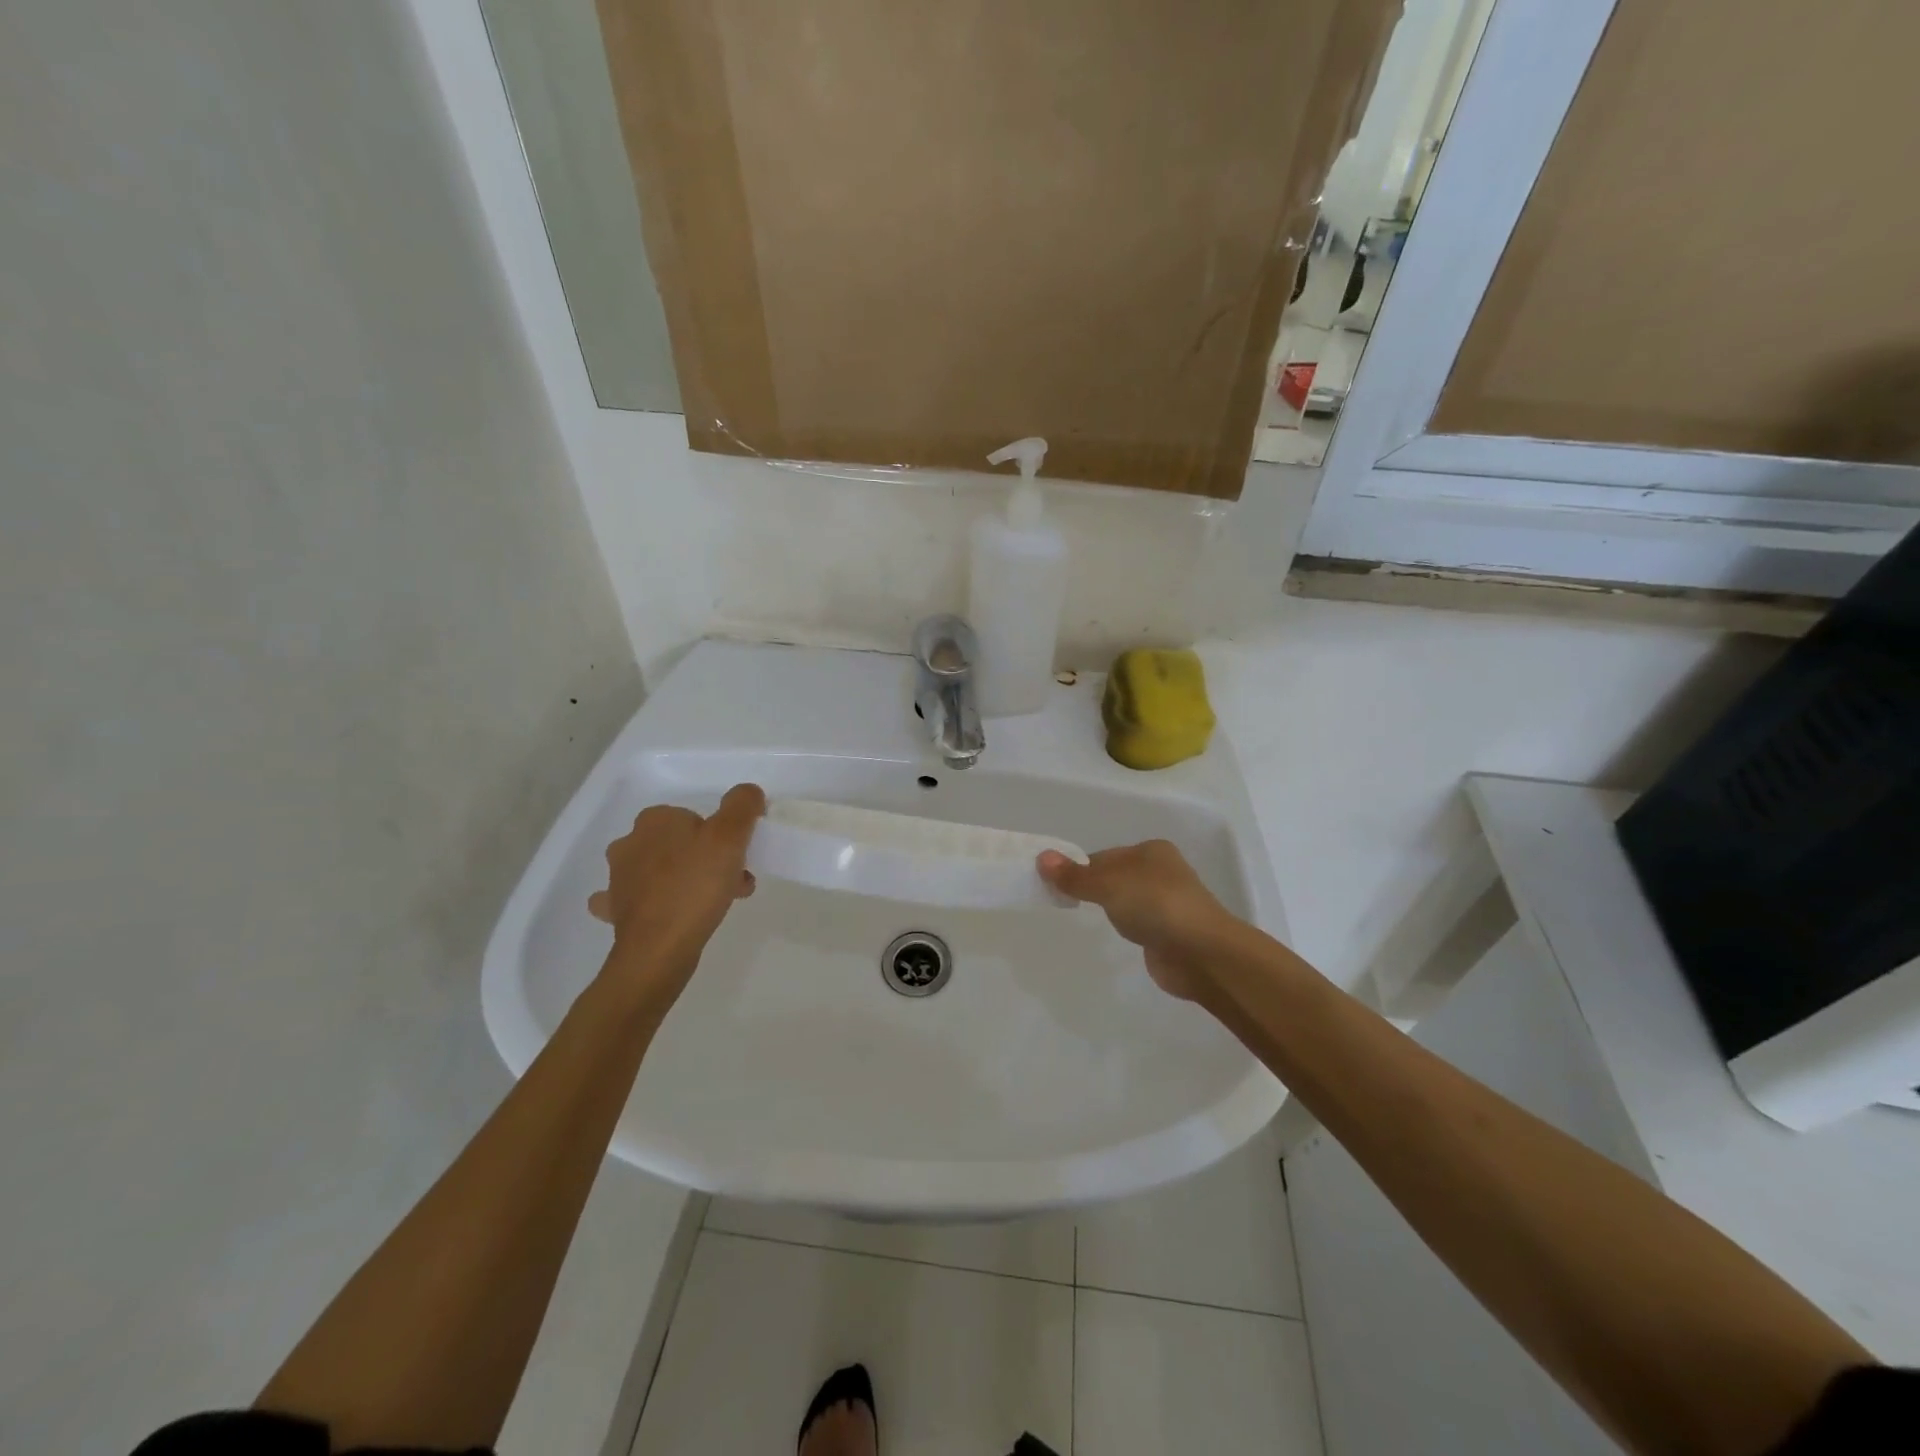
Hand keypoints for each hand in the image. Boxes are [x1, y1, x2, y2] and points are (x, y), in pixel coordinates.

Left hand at [588, 783, 764, 1010]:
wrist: (658, 948)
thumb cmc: (696, 886)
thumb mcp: (730, 837)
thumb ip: (742, 806)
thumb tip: (748, 793)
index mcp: (656, 820)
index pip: (695, 818)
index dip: (720, 836)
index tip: (737, 859)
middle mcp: (631, 842)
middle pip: (679, 843)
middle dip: (706, 859)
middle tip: (732, 883)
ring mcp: (618, 878)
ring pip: (660, 870)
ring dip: (685, 880)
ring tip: (713, 903)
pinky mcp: (616, 910)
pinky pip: (636, 898)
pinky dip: (652, 901)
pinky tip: (666, 912)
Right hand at [1037, 839, 1237, 1001]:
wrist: (1202, 953)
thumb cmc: (1155, 905)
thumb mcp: (1108, 885)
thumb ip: (1075, 876)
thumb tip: (1041, 858)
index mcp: (1152, 851)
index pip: (1105, 856)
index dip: (1080, 868)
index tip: (1054, 885)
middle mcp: (1162, 872)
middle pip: (1115, 876)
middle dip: (1093, 888)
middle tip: (1063, 902)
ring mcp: (1168, 903)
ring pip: (1127, 900)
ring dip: (1111, 908)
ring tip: (1087, 918)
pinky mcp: (1170, 932)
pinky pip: (1138, 922)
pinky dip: (1126, 926)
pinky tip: (1118, 935)